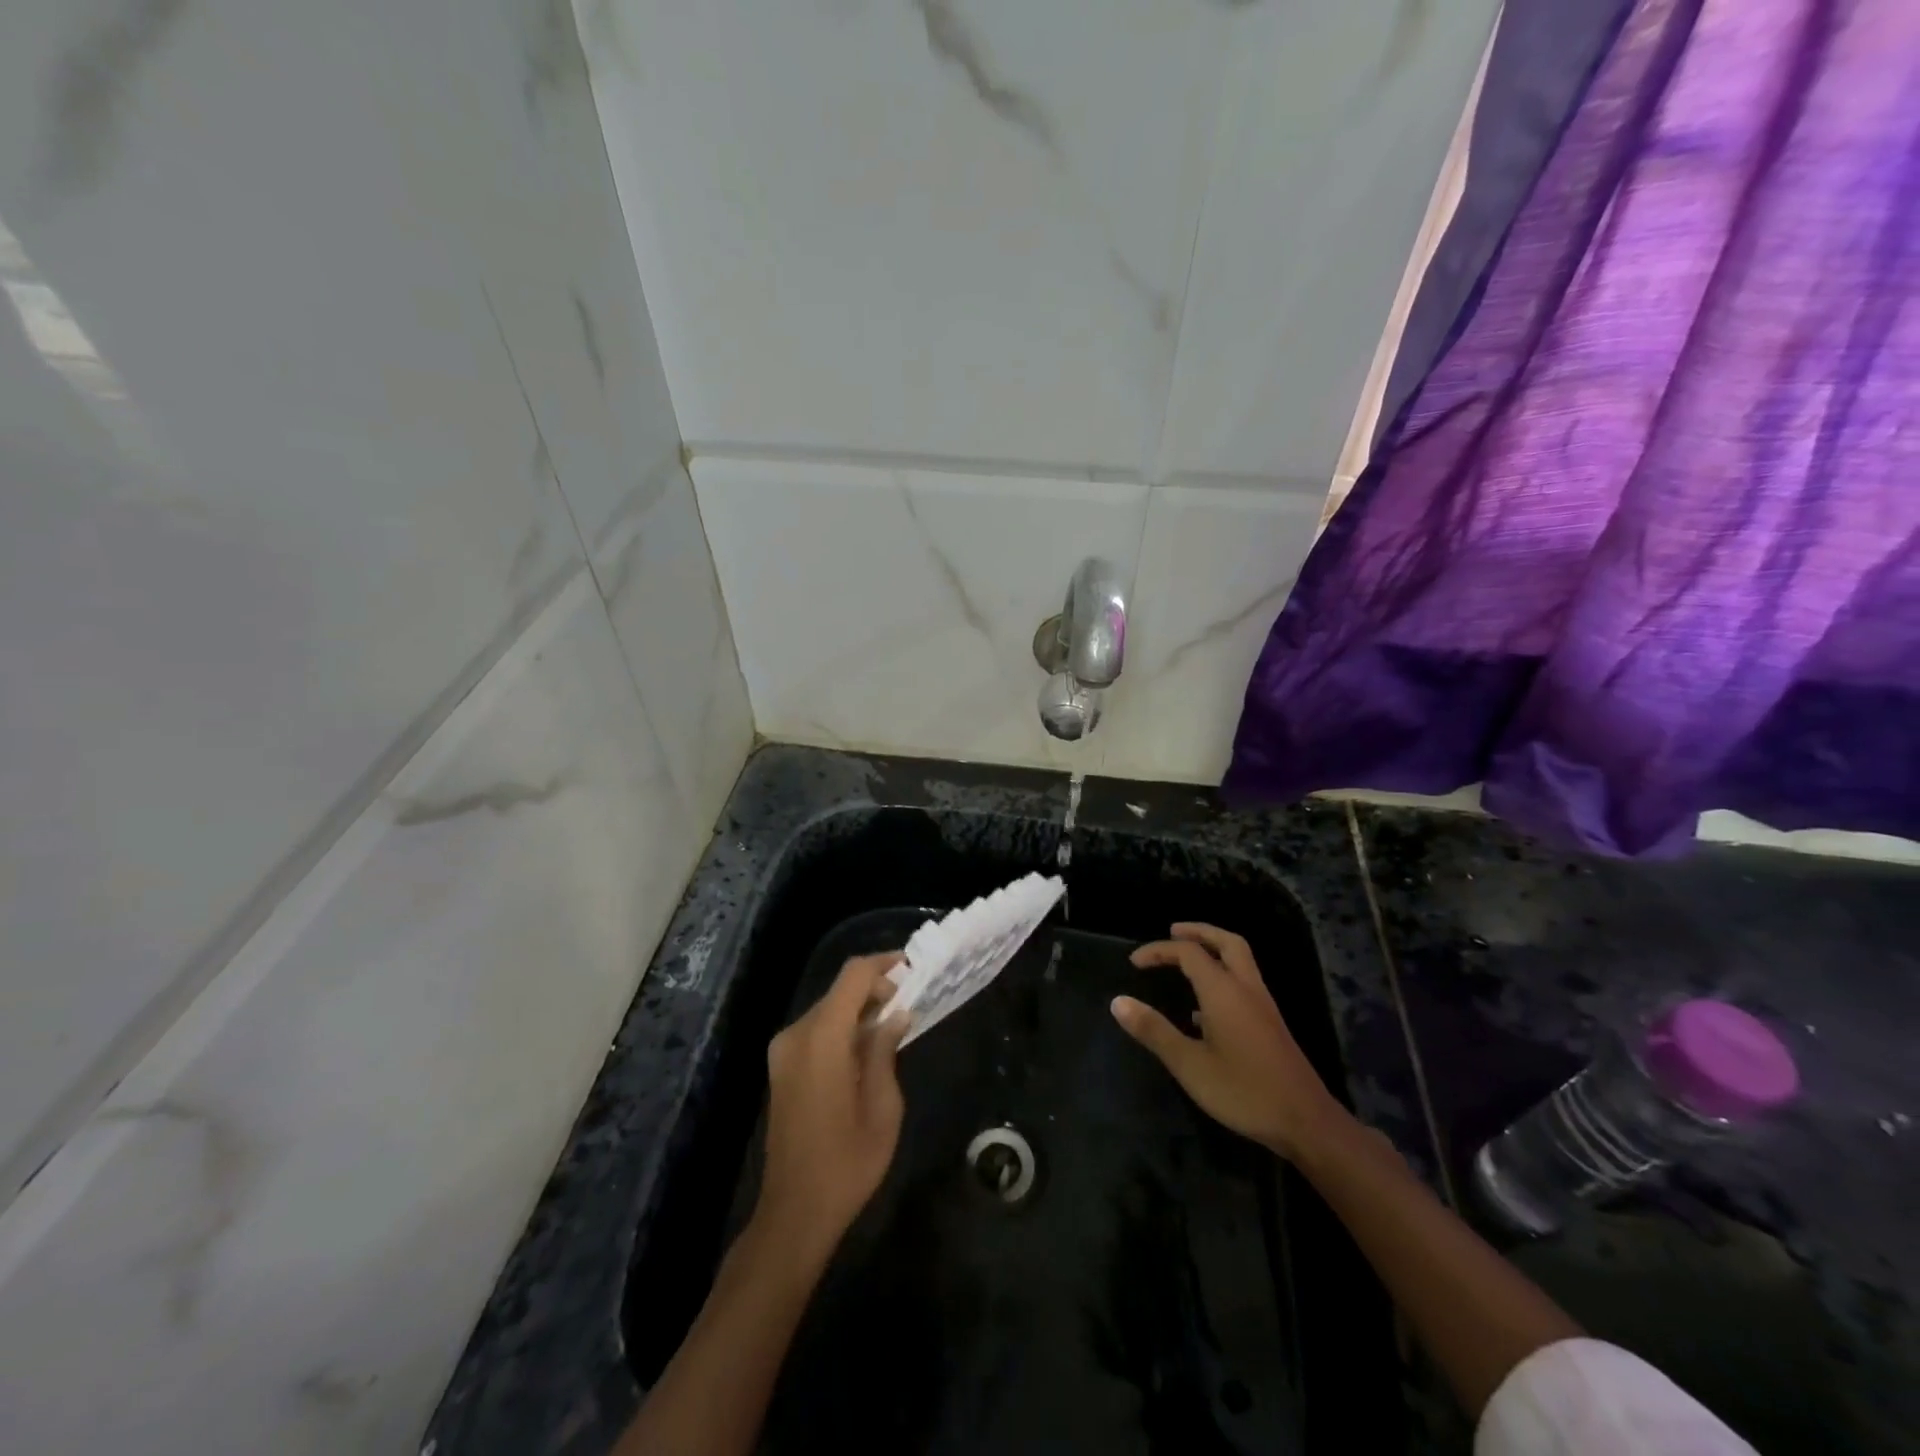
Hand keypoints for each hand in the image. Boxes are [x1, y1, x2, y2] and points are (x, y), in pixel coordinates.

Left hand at [753, 953, 909, 1260]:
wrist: (794, 1212)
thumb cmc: (847, 1163)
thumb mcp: (883, 1106)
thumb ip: (886, 1051)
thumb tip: (896, 1016)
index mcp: (822, 1038)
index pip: (853, 976)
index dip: (883, 965)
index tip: (913, 969)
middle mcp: (796, 1034)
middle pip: (839, 991)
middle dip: (875, 989)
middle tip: (910, 1002)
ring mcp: (783, 1051)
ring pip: (827, 1010)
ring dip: (859, 1010)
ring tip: (894, 1025)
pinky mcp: (781, 1068)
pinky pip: (816, 1031)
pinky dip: (842, 1028)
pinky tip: (867, 1049)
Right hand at [1112, 923, 1346, 1160]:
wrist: (1307, 1122)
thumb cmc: (1244, 1091)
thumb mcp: (1189, 1065)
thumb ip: (1154, 1031)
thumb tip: (1118, 1002)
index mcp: (1223, 991)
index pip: (1188, 952)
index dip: (1158, 950)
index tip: (1134, 962)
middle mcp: (1246, 988)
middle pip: (1226, 942)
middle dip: (1198, 932)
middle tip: (1172, 932)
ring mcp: (1263, 1006)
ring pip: (1240, 960)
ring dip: (1213, 950)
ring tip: (1186, 960)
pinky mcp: (1271, 1024)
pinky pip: (1244, 983)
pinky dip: (1223, 976)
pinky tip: (1204, 1008)